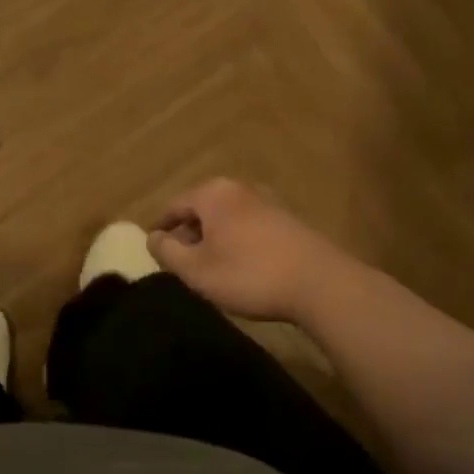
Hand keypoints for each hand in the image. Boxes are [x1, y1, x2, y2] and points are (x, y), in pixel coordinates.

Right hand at [148, 178, 349, 322]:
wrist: (321, 284)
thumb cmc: (249, 274)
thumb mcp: (197, 270)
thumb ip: (167, 252)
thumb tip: (152, 237)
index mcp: (212, 194)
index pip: (174, 206)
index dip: (161, 229)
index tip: (154, 250)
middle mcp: (238, 189)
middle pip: (201, 209)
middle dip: (188, 234)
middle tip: (180, 262)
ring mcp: (266, 201)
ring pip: (225, 218)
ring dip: (213, 239)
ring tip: (209, 268)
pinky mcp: (287, 219)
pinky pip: (248, 225)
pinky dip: (236, 241)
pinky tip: (241, 266)